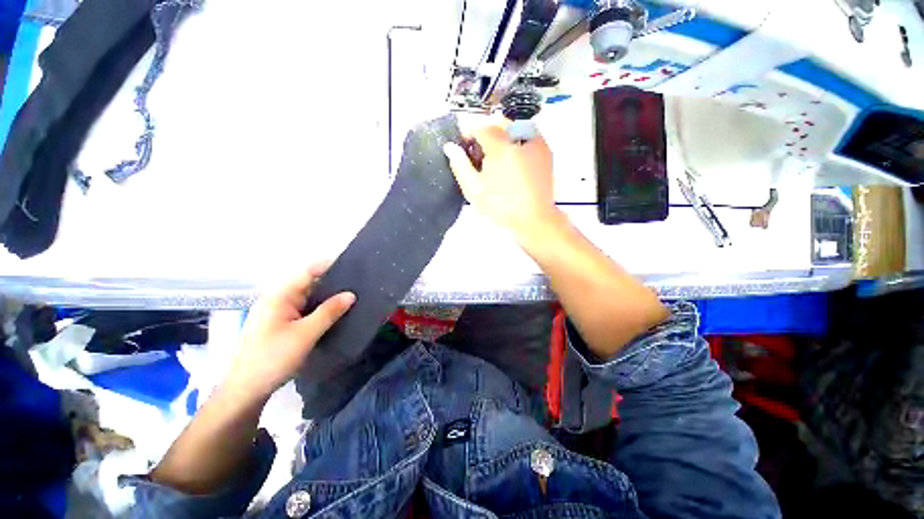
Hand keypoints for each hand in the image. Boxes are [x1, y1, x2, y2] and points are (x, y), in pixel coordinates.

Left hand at [225, 261, 355, 400]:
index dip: (330, 265)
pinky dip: (322, 308)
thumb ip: (329, 312)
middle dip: (334, 282)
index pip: (309, 271)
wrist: (246, 390)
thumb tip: (351, 294)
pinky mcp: (283, 323)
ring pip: (310, 297)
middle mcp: (279, 299)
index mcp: (280, 296)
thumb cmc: (273, 358)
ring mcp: (280, 312)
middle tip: (360, 284)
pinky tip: (337, 313)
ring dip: (329, 296)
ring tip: (353, 297)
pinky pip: (306, 309)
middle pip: (310, 282)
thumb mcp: (305, 334)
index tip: (354, 266)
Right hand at [443, 122, 559, 239]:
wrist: (533, 219)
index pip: (480, 127)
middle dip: (485, 134)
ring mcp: (536, 142)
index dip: (468, 134)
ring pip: (514, 126)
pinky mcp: (545, 151)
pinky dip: (516, 141)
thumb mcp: (474, 189)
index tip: (463, 148)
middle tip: (480, 155)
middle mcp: (520, 137)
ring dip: (501, 136)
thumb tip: (450, 147)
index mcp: (501, 146)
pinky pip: (527, 135)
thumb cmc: (501, 206)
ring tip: (497, 159)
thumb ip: (460, 165)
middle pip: (497, 123)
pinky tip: (513, 161)